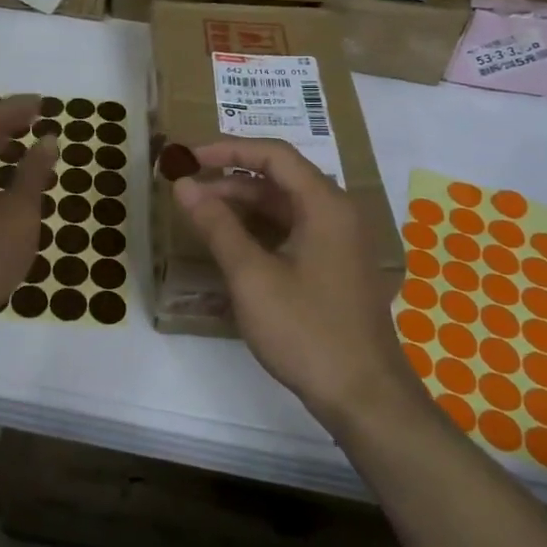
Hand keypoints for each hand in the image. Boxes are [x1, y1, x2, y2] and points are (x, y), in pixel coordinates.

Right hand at [173, 138, 421, 435]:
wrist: (363, 397)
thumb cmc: (306, 330)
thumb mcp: (251, 276)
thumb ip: (216, 225)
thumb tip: (183, 186)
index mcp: (325, 204)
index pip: (273, 155)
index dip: (226, 149)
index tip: (186, 158)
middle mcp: (336, 213)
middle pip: (278, 178)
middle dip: (229, 178)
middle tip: (185, 188)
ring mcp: (338, 241)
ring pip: (283, 206)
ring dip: (241, 205)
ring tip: (199, 214)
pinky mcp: (333, 266)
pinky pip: (291, 231)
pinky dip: (258, 229)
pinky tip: (229, 244)